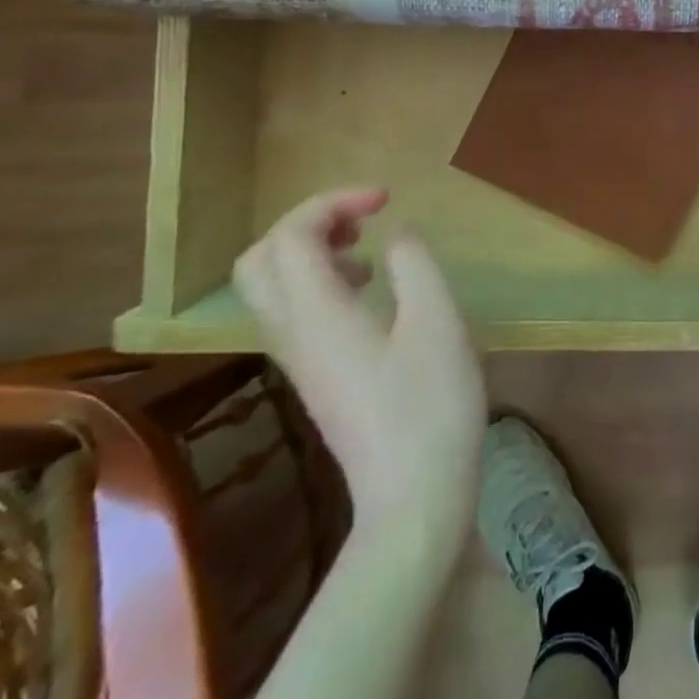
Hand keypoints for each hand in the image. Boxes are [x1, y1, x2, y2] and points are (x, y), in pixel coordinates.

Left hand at [233, 189, 485, 545]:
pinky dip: (321, 282)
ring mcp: (300, 359)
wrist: (413, 499)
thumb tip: (395, 236)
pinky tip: (370, 290)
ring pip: (272, 287)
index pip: (292, 236)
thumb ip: (414, 265)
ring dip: (311, 250)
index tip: (386, 199)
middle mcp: (293, 333)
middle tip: (361, 219)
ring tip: (367, 247)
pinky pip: (294, 311)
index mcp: (317, 315)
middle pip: (260, 260)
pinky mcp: (315, 377)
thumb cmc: (430, 405)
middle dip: (307, 223)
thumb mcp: (438, 322)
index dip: (333, 202)